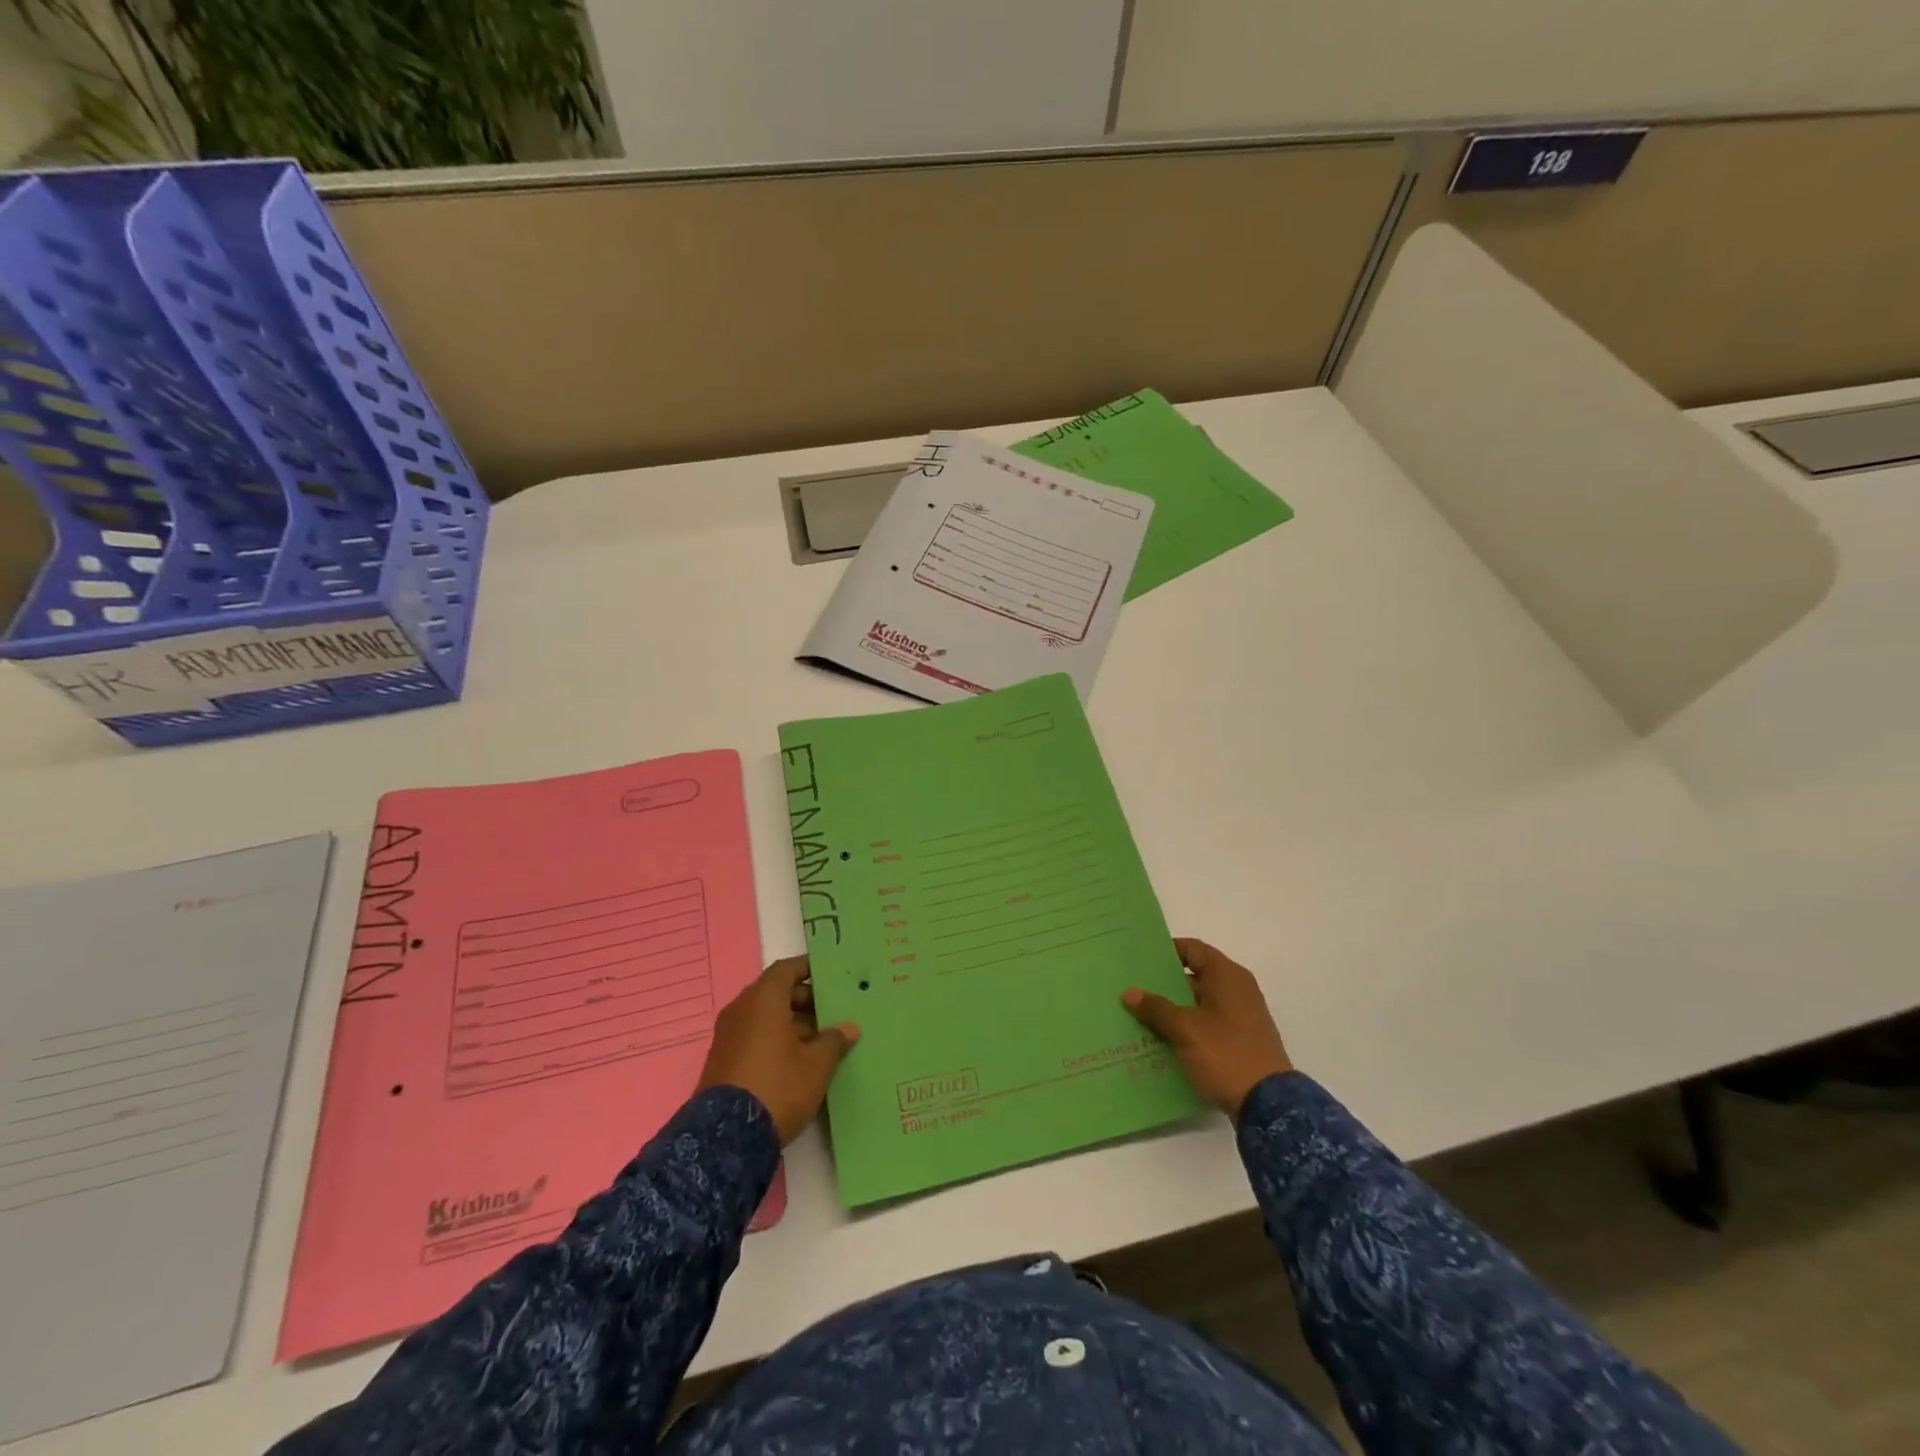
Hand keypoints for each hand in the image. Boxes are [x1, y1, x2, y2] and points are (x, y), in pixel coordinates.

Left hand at [697, 956, 859, 1143]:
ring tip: (820, 1041)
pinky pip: (753, 1037)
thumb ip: (834, 1041)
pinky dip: (774, 1040)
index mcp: (763, 999)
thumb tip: (849, 1028)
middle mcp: (741, 1010)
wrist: (726, 1137)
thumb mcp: (817, 1064)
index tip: (830, 976)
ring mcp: (728, 1036)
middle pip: (775, 993)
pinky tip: (797, 1061)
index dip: (809, 969)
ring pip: (764, 1017)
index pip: (787, 969)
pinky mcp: (722, 1060)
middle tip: (832, 1014)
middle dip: (804, 1001)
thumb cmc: (778, 1085)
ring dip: (791, 1023)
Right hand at [1122, 938, 1291, 1119]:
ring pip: (1197, 1004)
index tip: (1138, 959)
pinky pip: (1205, 1026)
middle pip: (1193, 977)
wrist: (1269, 1106)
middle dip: (1162, 984)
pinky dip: (1185, 1029)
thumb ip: (1156, 1008)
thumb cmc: (1226, 1054)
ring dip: (1171, 1010)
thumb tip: (1130, 992)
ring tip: (1137, 1016)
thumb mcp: (1185, 1029)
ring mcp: (1240, 1017)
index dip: (1165, 951)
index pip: (1192, 949)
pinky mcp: (1239, 1042)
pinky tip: (1159, 1041)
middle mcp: (1236, 990)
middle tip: (1130, 989)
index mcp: (1227, 976)